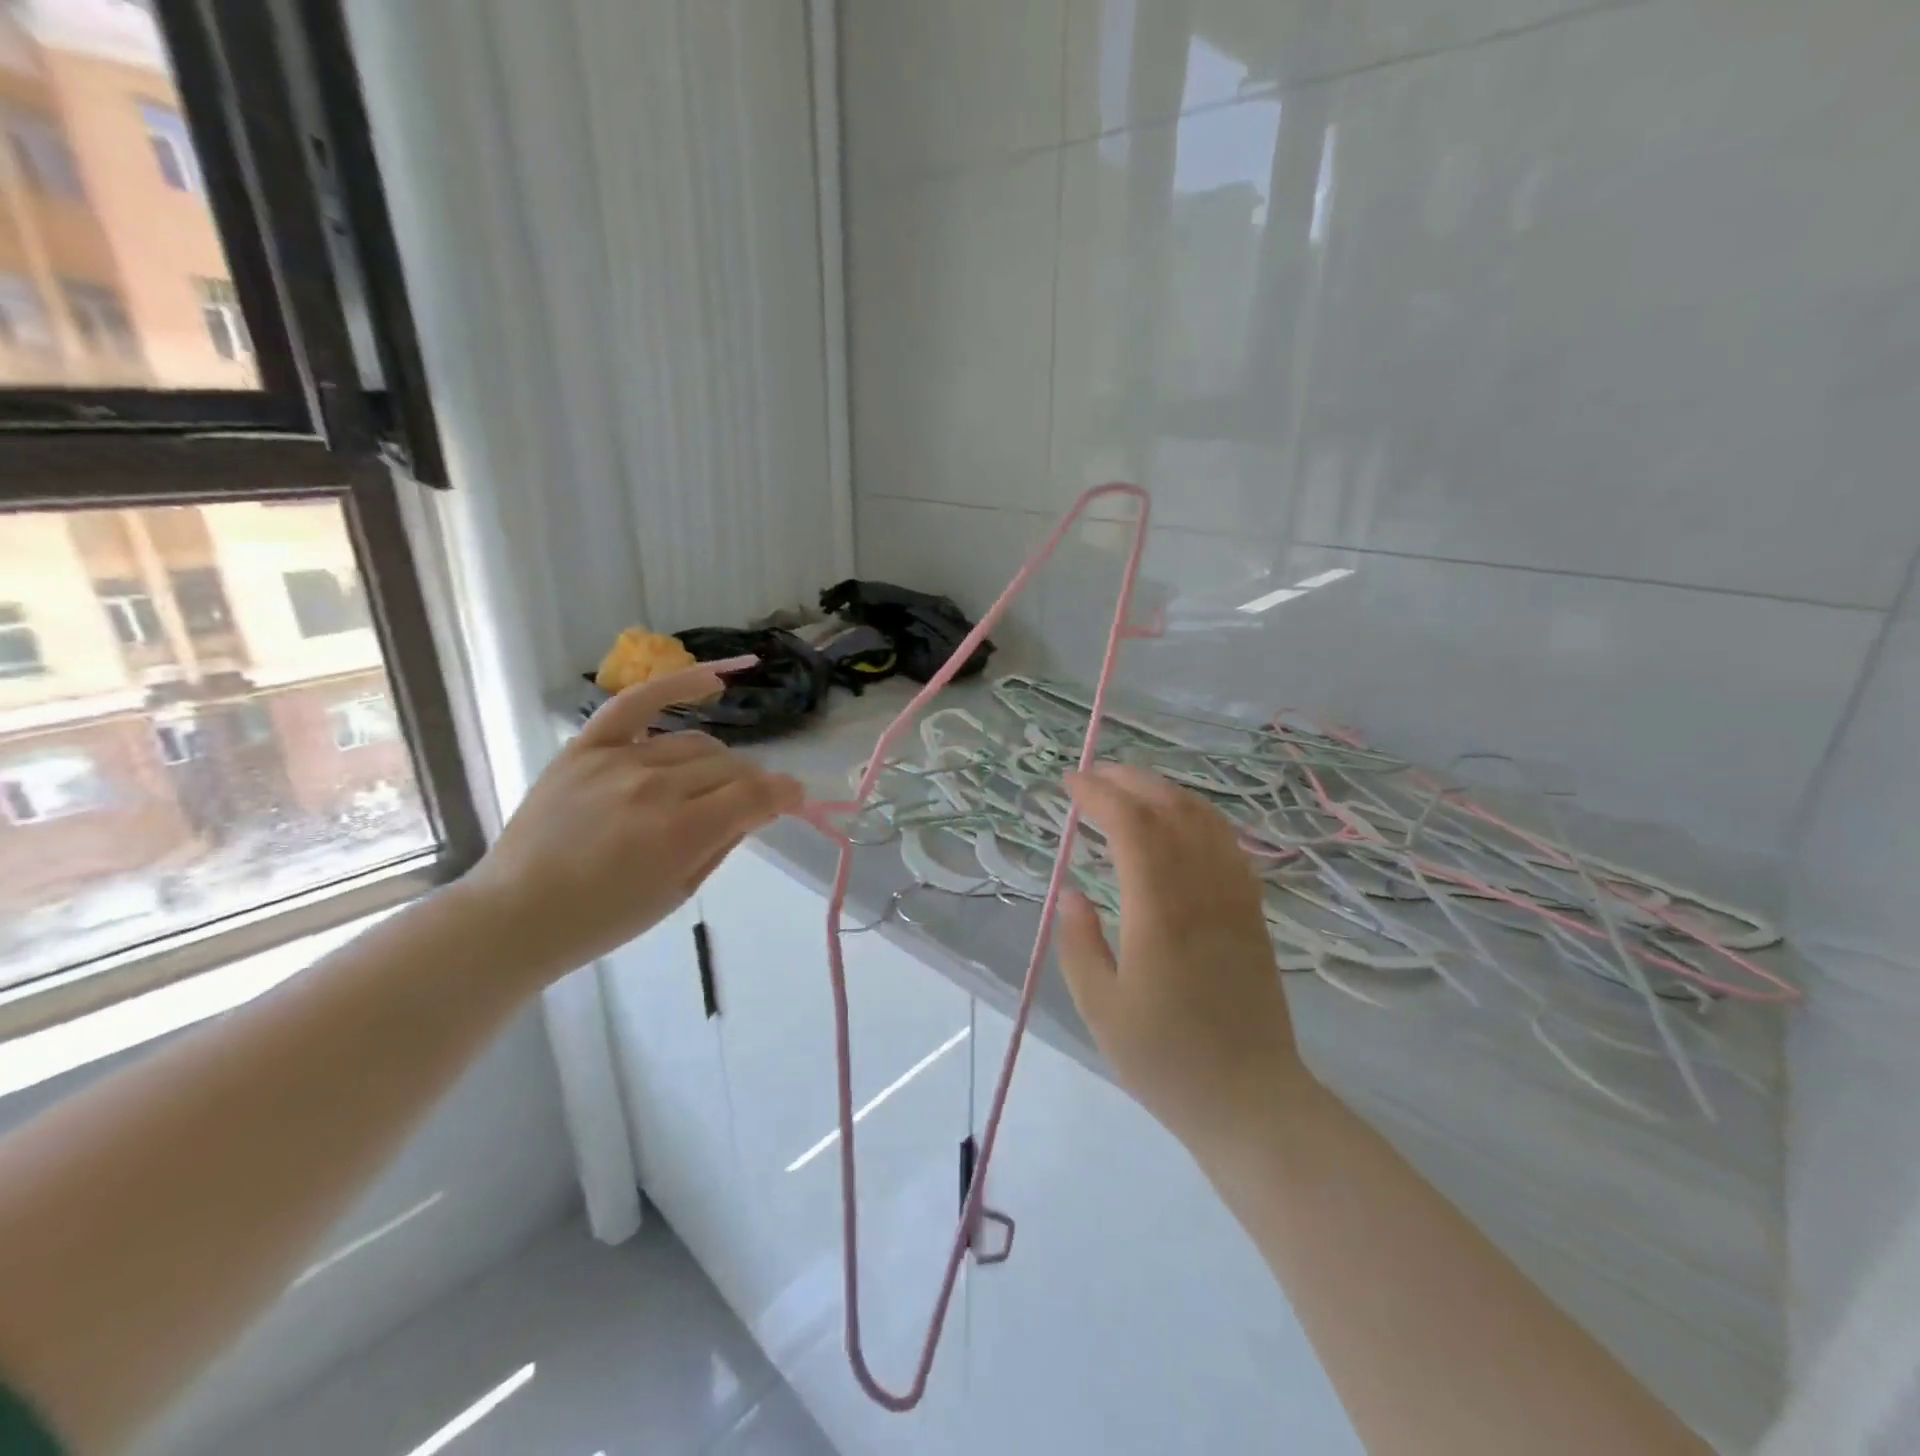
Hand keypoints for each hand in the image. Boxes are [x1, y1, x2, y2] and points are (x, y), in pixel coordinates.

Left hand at [459, 663, 803, 985]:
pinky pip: (638, 702)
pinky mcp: (587, 747)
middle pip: (730, 767)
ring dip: (717, 764)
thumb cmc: (604, 919)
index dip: (786, 794)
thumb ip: (724, 842)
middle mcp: (654, 787)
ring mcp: (618, 761)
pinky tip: (712, 680)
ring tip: (710, 783)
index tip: (794, 798)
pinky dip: (679, 686)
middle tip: (744, 806)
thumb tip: (759, 807)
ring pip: (696, 744)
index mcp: (680, 833)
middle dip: (750, 786)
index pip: (756, 795)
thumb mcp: (679, 892)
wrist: (515, 914)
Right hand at [1056, 764, 1309, 1152]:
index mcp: (1160, 912)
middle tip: (1093, 776)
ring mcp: (1235, 898)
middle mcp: (1202, 891)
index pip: (1131, 826)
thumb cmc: (1165, 1060)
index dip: (1099, 795)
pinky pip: (1227, 843)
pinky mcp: (1253, 911)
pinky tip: (1178, 821)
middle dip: (1129, 781)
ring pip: (1204, 819)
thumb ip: (1079, 942)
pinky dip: (1197, 816)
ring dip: (1165, 791)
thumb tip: (1072, 891)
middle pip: (1170, 809)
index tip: (1069, 785)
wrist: (1251, 1100)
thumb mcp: (1100, 1008)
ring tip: (1130, 788)